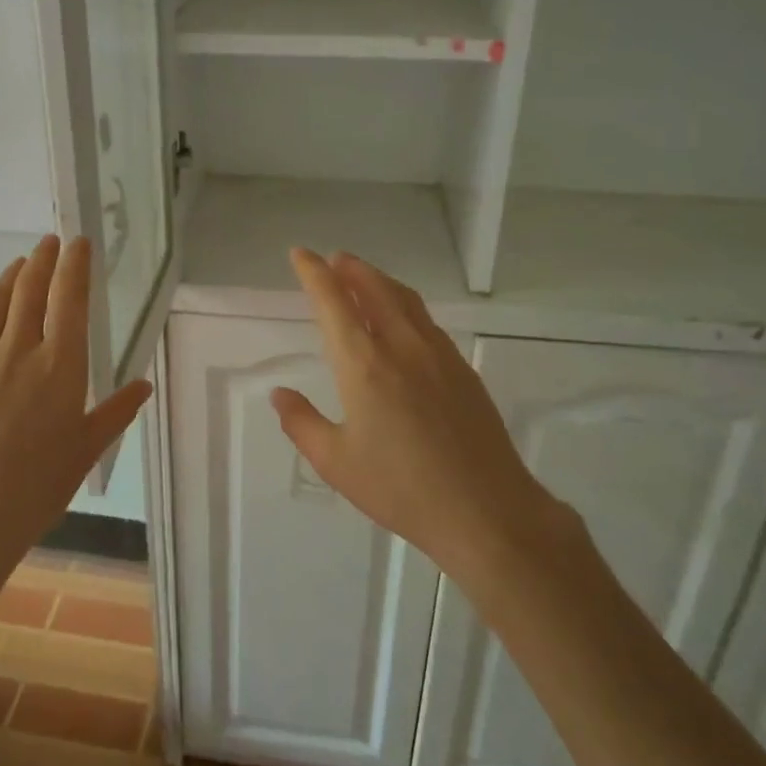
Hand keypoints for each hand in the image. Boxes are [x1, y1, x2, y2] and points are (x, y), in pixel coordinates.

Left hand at [0, 234, 151, 667]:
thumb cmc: (37, 488)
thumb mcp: (86, 450)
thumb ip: (116, 412)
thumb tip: (144, 384)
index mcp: (60, 367)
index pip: (71, 302)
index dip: (75, 267)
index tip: (79, 244)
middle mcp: (19, 351)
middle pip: (32, 291)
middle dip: (43, 261)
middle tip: (50, 242)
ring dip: (10, 275)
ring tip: (21, 262)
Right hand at [270, 248, 571, 591]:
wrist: (486, 511)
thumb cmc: (401, 488)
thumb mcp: (336, 462)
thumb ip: (302, 423)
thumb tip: (280, 394)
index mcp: (363, 363)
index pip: (333, 301)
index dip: (313, 273)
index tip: (300, 254)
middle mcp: (401, 346)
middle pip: (373, 288)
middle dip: (350, 268)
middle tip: (333, 259)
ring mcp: (438, 354)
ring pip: (404, 299)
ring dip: (379, 281)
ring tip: (363, 278)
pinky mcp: (462, 369)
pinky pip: (426, 320)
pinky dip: (404, 304)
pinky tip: (402, 321)